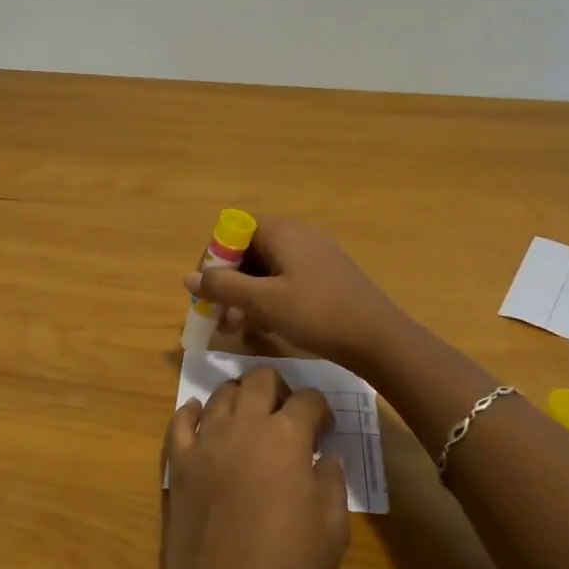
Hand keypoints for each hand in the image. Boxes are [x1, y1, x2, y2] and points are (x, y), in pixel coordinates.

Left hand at [156, 367, 348, 568]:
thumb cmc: (286, 567)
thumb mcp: (332, 530)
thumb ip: (332, 483)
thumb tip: (327, 457)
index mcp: (286, 437)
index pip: (308, 400)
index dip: (321, 408)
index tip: (325, 427)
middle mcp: (244, 425)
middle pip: (260, 379)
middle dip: (278, 387)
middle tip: (286, 412)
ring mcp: (206, 440)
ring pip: (221, 393)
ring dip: (239, 396)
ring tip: (248, 415)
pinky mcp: (178, 460)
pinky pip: (181, 420)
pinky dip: (192, 411)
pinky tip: (199, 415)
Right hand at [185, 217, 405, 367]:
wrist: (379, 338)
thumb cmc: (316, 313)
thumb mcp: (263, 302)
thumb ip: (223, 287)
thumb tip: (189, 277)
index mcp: (281, 231)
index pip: (233, 229)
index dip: (214, 257)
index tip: (207, 288)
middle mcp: (297, 235)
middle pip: (249, 250)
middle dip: (228, 282)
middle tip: (218, 316)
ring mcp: (314, 256)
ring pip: (266, 269)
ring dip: (246, 295)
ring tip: (236, 328)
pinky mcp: (326, 277)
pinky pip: (285, 280)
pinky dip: (268, 299)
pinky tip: (265, 327)